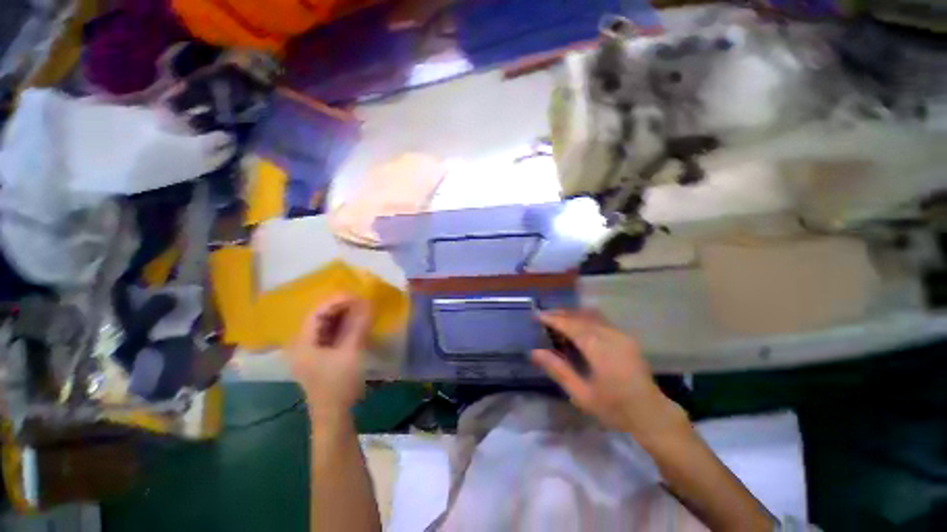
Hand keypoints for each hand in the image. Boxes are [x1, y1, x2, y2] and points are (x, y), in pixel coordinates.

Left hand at [285, 294, 370, 419]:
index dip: (337, 301)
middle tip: (362, 301)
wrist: (335, 415)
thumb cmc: (339, 384)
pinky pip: (331, 334)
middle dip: (341, 306)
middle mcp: (302, 343)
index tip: (358, 295)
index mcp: (303, 343)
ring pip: (326, 324)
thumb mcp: (351, 353)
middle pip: (320, 316)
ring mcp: (310, 350)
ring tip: (362, 308)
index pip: (317, 312)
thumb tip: (368, 303)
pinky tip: (356, 322)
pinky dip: (344, 326)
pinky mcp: (320, 355)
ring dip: (343, 315)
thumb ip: (358, 326)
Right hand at [531, 309, 687, 440]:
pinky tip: (576, 323)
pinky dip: (584, 318)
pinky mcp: (626, 337)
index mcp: (600, 350)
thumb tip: (534, 352)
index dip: (553, 319)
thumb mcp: (582, 395)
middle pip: (580, 317)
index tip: (536, 316)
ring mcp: (621, 334)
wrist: (651, 414)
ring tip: (556, 317)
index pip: (571, 326)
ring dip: (572, 314)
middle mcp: (611, 336)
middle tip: (543, 316)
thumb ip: (558, 370)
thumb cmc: (614, 408)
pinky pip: (600, 320)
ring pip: (591, 315)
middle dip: (560, 314)